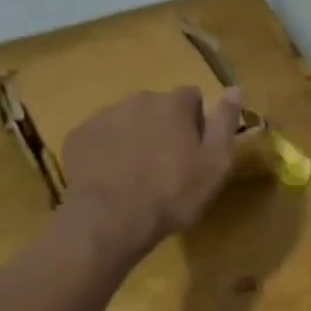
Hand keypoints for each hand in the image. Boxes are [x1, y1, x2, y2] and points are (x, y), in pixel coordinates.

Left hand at [60, 87, 242, 260]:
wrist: (109, 221)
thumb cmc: (172, 195)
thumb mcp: (215, 165)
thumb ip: (224, 124)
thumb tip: (233, 89)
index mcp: (172, 104)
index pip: (191, 97)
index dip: (196, 121)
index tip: (195, 150)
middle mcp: (137, 100)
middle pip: (157, 106)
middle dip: (163, 127)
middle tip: (166, 165)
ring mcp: (103, 116)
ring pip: (127, 120)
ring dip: (134, 137)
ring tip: (136, 173)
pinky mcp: (78, 136)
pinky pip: (99, 136)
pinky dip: (106, 150)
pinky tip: (110, 177)